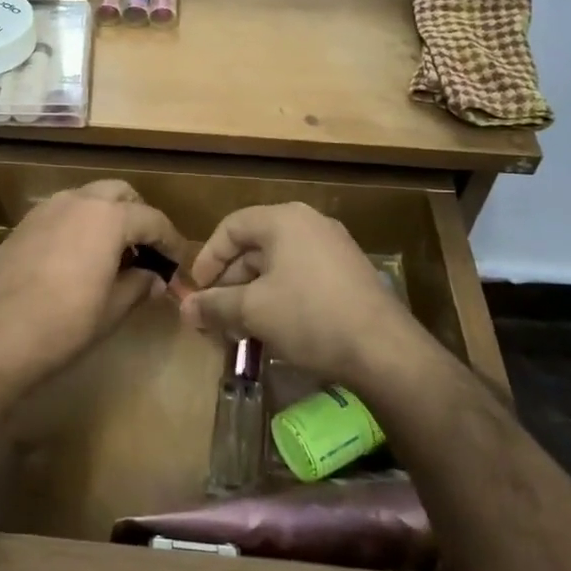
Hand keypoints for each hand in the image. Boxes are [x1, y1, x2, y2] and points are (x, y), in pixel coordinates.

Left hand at [0, 182, 186, 403]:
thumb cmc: (62, 325)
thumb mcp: (111, 310)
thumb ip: (139, 285)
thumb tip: (154, 278)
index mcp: (108, 217)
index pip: (152, 219)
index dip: (170, 241)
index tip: (177, 263)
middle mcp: (78, 201)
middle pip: (120, 194)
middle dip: (138, 216)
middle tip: (147, 251)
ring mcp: (46, 209)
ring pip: (89, 198)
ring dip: (108, 216)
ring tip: (115, 254)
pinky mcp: (23, 224)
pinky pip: (64, 212)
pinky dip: (81, 224)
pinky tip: (80, 257)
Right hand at [180, 203, 441, 391]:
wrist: (384, 350)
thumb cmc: (309, 317)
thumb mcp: (253, 311)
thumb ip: (214, 305)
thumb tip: (186, 308)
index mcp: (284, 220)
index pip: (231, 227)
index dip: (207, 258)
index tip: (196, 290)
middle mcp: (310, 224)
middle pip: (255, 247)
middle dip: (229, 282)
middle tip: (214, 315)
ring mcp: (334, 248)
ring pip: (278, 265)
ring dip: (252, 294)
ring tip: (239, 327)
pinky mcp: (348, 274)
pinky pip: (301, 276)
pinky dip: (279, 297)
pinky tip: (271, 328)